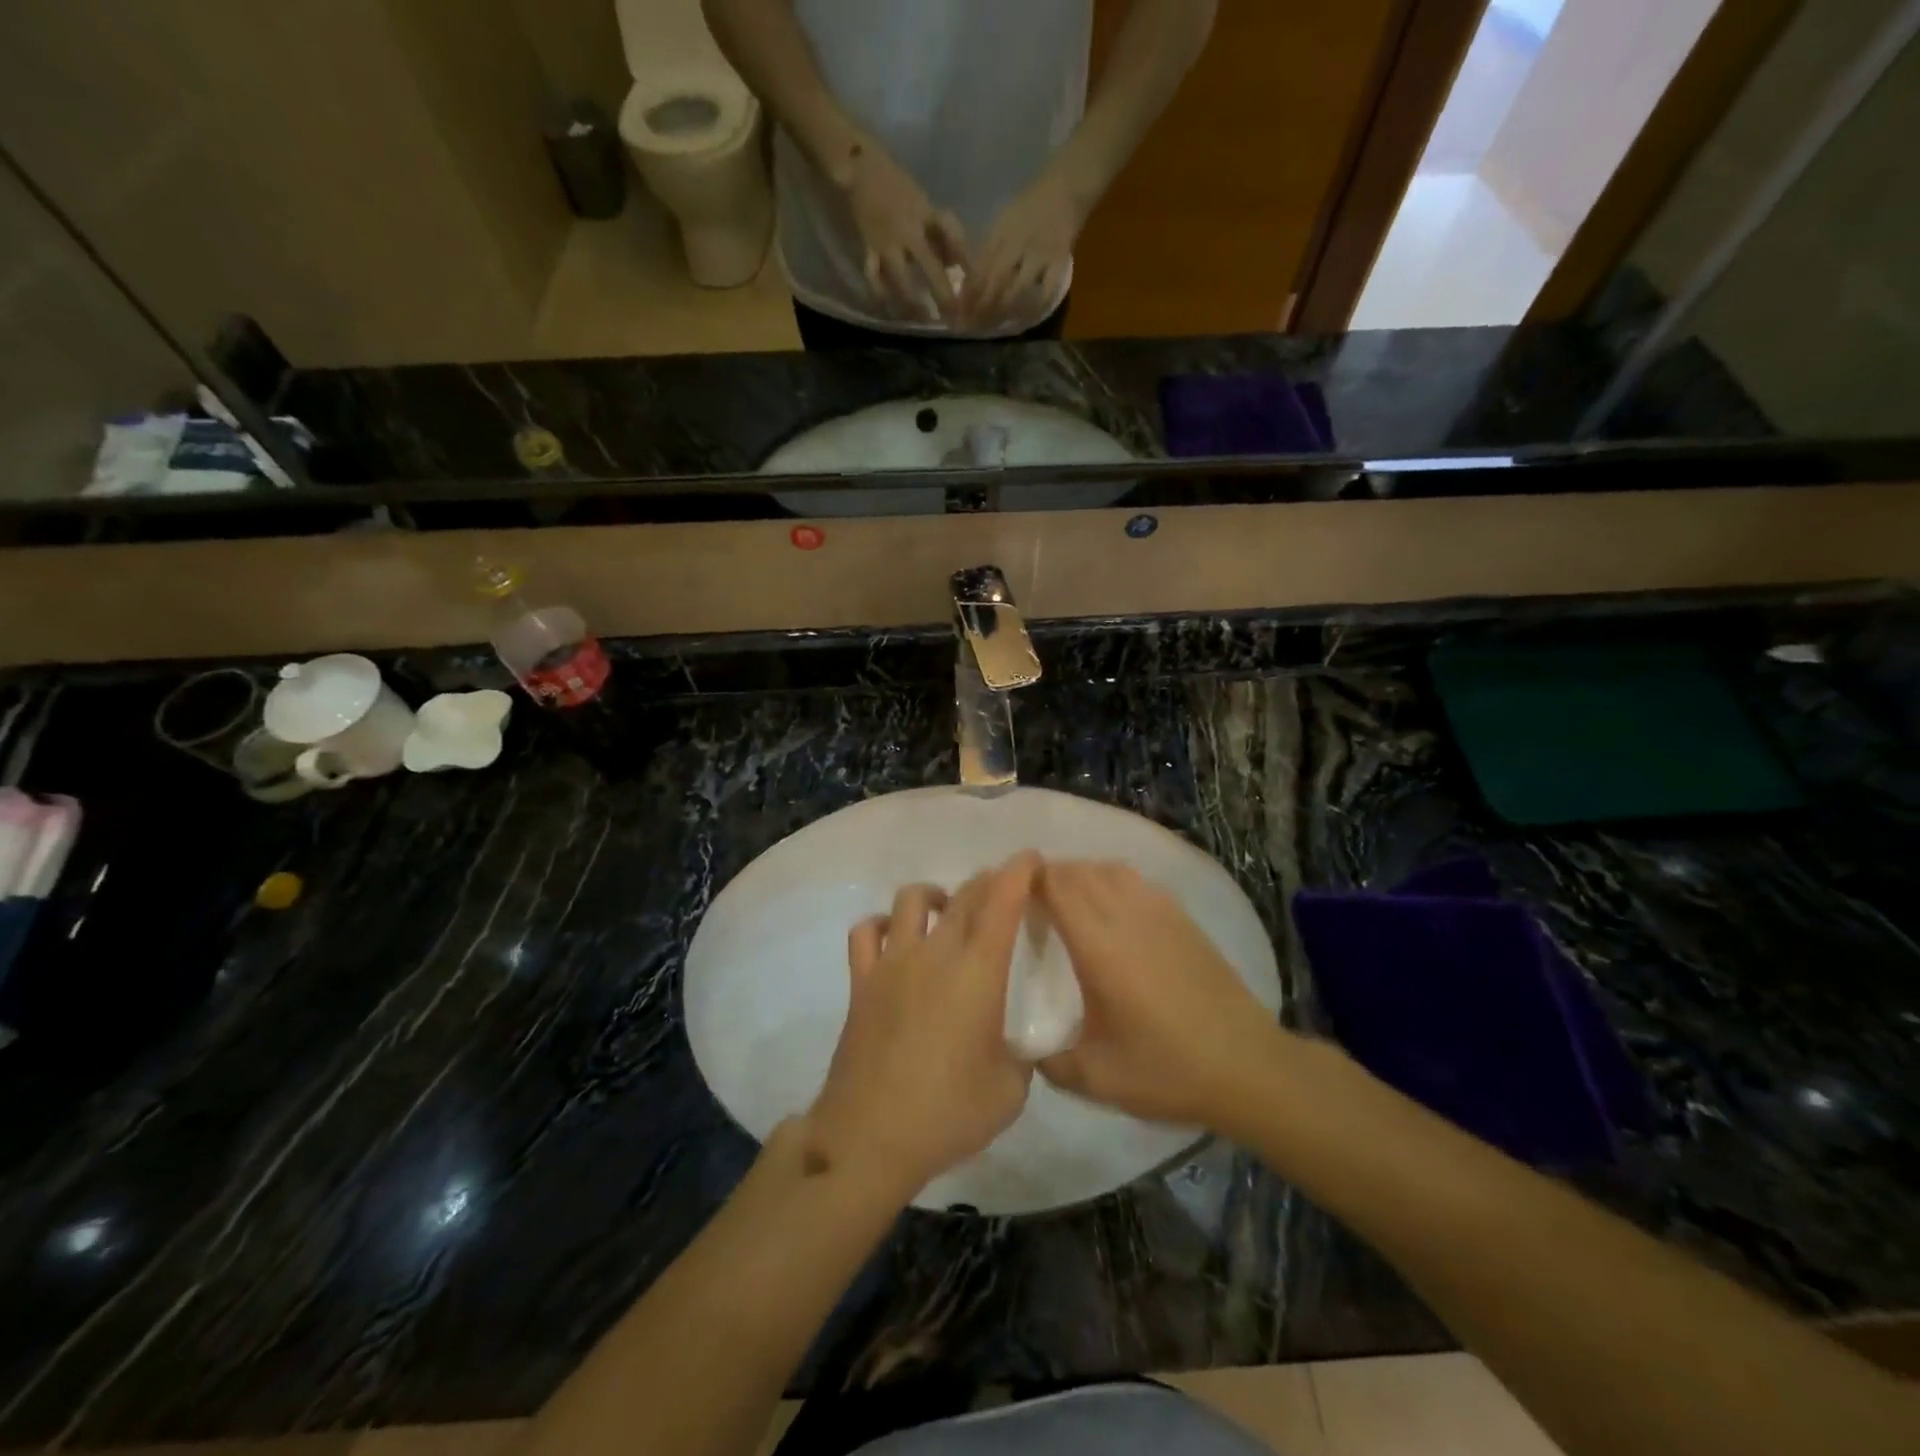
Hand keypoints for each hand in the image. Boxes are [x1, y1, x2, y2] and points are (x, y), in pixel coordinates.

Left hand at [806, 854, 1040, 1196]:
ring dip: (936, 895)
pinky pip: (866, 932)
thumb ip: (1021, 1057)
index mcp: (978, 972)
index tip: (1031, 858)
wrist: (869, 1137)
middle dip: (987, 882)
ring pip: (912, 900)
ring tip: (947, 910)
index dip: (1018, 873)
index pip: (1001, 903)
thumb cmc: (948, 1114)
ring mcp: (892, 963)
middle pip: (963, 896)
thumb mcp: (1010, 1091)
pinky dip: (883, 924)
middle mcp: (935, 954)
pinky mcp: (861, 981)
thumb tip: (1015, 1046)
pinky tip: (895, 937)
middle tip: (1001, 888)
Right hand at [839, 139, 967, 323]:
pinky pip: (874, 278)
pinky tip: (889, 309)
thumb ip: (938, 231)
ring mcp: (886, 241)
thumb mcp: (922, 201)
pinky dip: (881, 295)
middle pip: (929, 267)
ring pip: (901, 281)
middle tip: (952, 317)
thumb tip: (955, 263)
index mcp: (925, 213)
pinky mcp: (867, 248)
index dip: (967, 261)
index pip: (953, 237)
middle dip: (942, 294)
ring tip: (922, 320)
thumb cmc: (894, 182)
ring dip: (912, 304)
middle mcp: (908, 230)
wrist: (857, 165)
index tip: (979, 283)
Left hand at [965, 168, 1085, 330]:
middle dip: (982, 307)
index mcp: (1002, 232)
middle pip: (995, 281)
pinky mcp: (1059, 262)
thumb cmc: (1032, 202)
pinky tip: (1024, 319)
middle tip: (973, 327)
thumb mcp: (1005, 219)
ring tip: (995, 326)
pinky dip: (1034, 308)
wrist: (1067, 184)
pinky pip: (1045, 291)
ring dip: (1003, 311)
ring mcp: (1039, 254)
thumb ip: (990, 247)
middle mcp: (1018, 244)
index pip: (981, 267)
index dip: (969, 292)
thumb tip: (972, 281)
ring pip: (1017, 290)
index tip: (960, 311)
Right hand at [1038, 861, 1277, 1126]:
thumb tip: (1024, 1048)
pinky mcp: (1183, 919)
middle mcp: (1126, 915)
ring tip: (1067, 902)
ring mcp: (1159, 912)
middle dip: (1049, 876)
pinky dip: (1112, 881)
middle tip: (1029, 904)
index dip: (1028, 880)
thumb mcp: (1097, 1078)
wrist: (1248, 1066)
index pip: (1056, 885)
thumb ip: (1050, 1061)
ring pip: (1109, 869)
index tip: (1007, 895)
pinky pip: (1136, 881)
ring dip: (1082, 875)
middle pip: (1079, 870)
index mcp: (1099, 944)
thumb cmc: (1168, 1069)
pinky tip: (1111, 911)